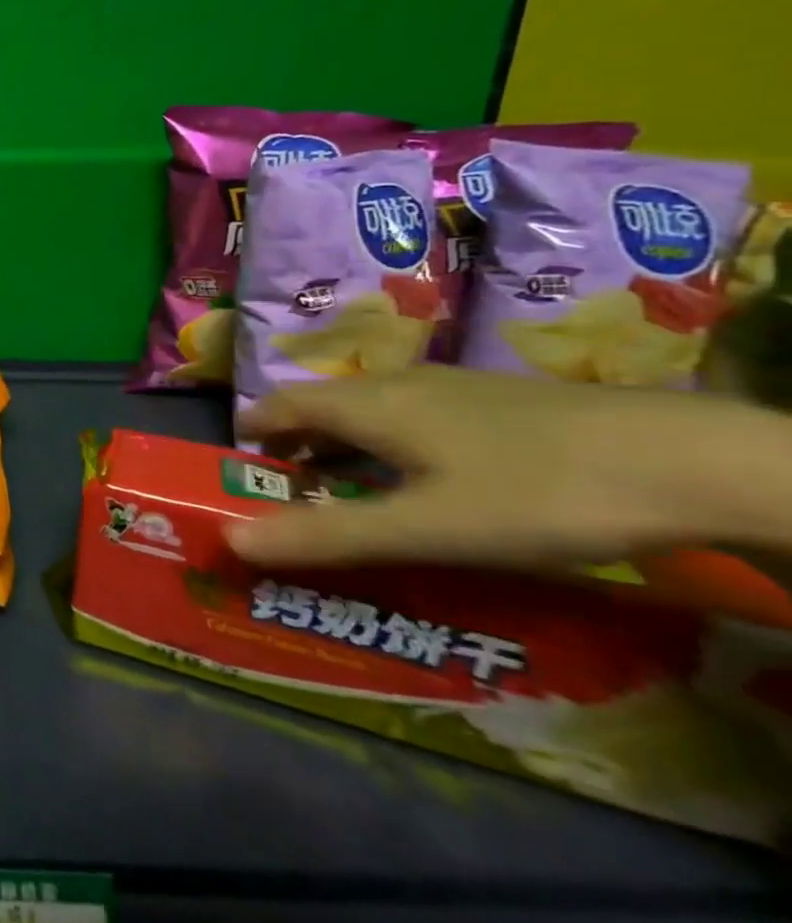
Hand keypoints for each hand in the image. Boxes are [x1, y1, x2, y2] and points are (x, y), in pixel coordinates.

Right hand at [226, 367, 791, 569]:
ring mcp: (455, 388)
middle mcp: (401, 383)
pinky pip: (416, 415)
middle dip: (296, 441)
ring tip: (350, 487)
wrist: (692, 461)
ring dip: (343, 443)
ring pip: (373, 409)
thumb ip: (327, 534)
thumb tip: (230, 538)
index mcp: (370, 404)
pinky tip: (430, 479)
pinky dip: (391, 443)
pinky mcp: (501, 402)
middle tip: (291, 487)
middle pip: (325, 404)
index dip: (254, 428)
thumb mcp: (425, 528)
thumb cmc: (535, 493)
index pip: (284, 403)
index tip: (241, 462)